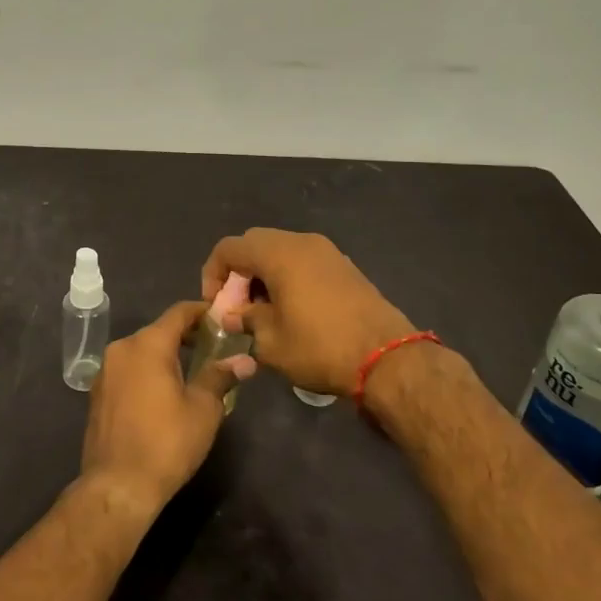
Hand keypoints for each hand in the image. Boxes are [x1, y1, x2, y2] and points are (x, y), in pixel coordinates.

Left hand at [80, 300, 255, 514]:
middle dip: (186, 336)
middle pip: (159, 331)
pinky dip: (147, 372)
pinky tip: (163, 393)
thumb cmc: (166, 443)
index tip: (221, 320)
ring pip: (141, 351)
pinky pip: (128, 370)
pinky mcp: (98, 393)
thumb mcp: (203, 409)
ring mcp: (105, 371)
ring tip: (191, 372)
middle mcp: (122, 348)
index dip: (202, 312)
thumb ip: (220, 376)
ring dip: (165, 355)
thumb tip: (245, 359)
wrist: (117, 486)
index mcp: (148, 344)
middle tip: (213, 349)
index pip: (178, 312)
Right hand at [201, 229, 415, 395]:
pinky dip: (288, 278)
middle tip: (238, 308)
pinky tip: (292, 311)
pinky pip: (303, 262)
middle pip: (255, 244)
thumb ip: (245, 321)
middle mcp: (302, 242)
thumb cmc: (320, 347)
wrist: (387, 358)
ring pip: (280, 252)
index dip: (213, 274)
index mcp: (278, 253)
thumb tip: (232, 315)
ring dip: (264, 276)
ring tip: (263, 313)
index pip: (229, 248)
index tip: (216, 306)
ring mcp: (327, 252)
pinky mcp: (344, 267)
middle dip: (239, 274)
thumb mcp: (270, 342)